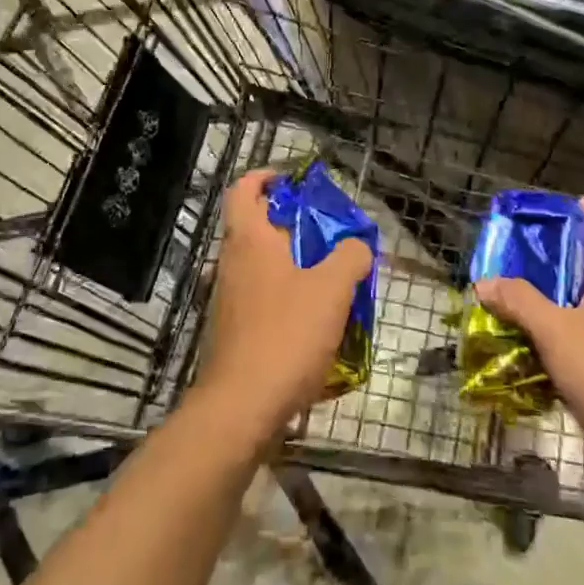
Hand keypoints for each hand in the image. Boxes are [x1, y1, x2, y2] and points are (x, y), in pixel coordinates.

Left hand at [190, 169, 371, 437]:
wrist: (241, 407)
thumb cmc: (286, 334)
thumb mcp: (332, 289)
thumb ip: (350, 256)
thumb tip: (357, 245)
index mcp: (249, 239)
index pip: (243, 189)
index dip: (264, 177)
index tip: (292, 182)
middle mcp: (230, 262)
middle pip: (254, 227)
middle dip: (290, 226)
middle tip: (327, 236)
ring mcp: (226, 298)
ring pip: (258, 265)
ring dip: (290, 265)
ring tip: (329, 281)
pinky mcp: (231, 330)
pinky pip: (259, 298)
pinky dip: (283, 298)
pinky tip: (313, 322)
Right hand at [473, 197, 583, 461]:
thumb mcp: (556, 329)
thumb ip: (520, 301)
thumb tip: (485, 281)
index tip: (577, 205)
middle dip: (567, 262)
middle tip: (529, 254)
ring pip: (583, 316)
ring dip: (554, 306)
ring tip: (514, 300)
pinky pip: (575, 353)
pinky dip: (551, 346)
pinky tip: (523, 352)